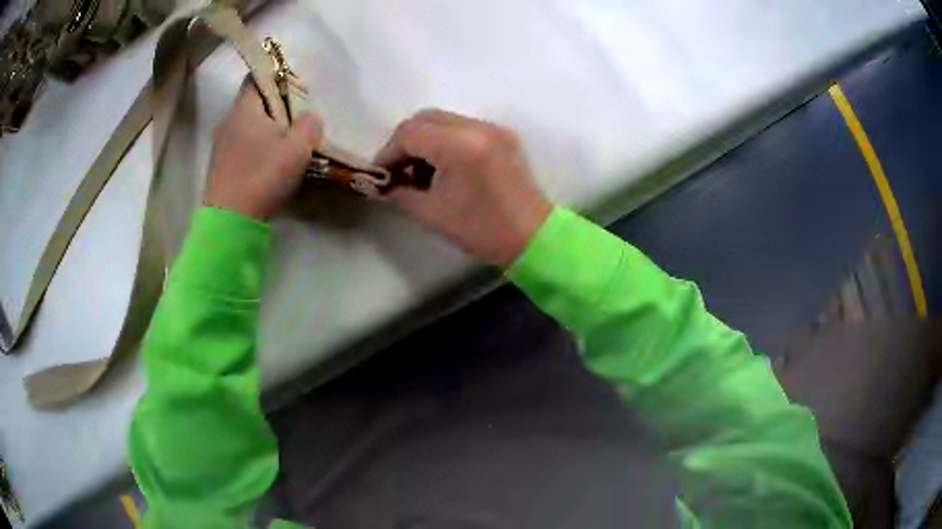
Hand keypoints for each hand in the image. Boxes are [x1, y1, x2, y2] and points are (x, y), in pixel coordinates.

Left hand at [204, 81, 322, 219]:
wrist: (230, 222)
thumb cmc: (262, 176)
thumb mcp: (298, 147)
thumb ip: (309, 124)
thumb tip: (309, 118)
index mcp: (244, 108)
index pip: (257, 77)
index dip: (278, 78)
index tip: (296, 91)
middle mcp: (227, 121)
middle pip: (254, 102)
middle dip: (276, 107)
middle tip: (297, 121)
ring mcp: (220, 145)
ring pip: (248, 126)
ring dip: (267, 130)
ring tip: (286, 145)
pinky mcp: (220, 166)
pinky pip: (242, 145)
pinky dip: (257, 147)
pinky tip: (269, 164)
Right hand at [375, 110, 551, 267]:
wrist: (533, 238)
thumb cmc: (481, 230)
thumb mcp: (431, 214)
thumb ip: (400, 193)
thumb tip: (384, 185)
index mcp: (458, 146)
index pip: (409, 133)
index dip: (388, 153)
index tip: (382, 175)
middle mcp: (477, 127)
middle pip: (426, 118)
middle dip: (406, 142)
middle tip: (400, 171)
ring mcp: (493, 128)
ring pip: (445, 120)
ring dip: (427, 140)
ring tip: (424, 173)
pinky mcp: (503, 135)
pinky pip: (465, 127)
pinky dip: (447, 141)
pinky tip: (447, 168)